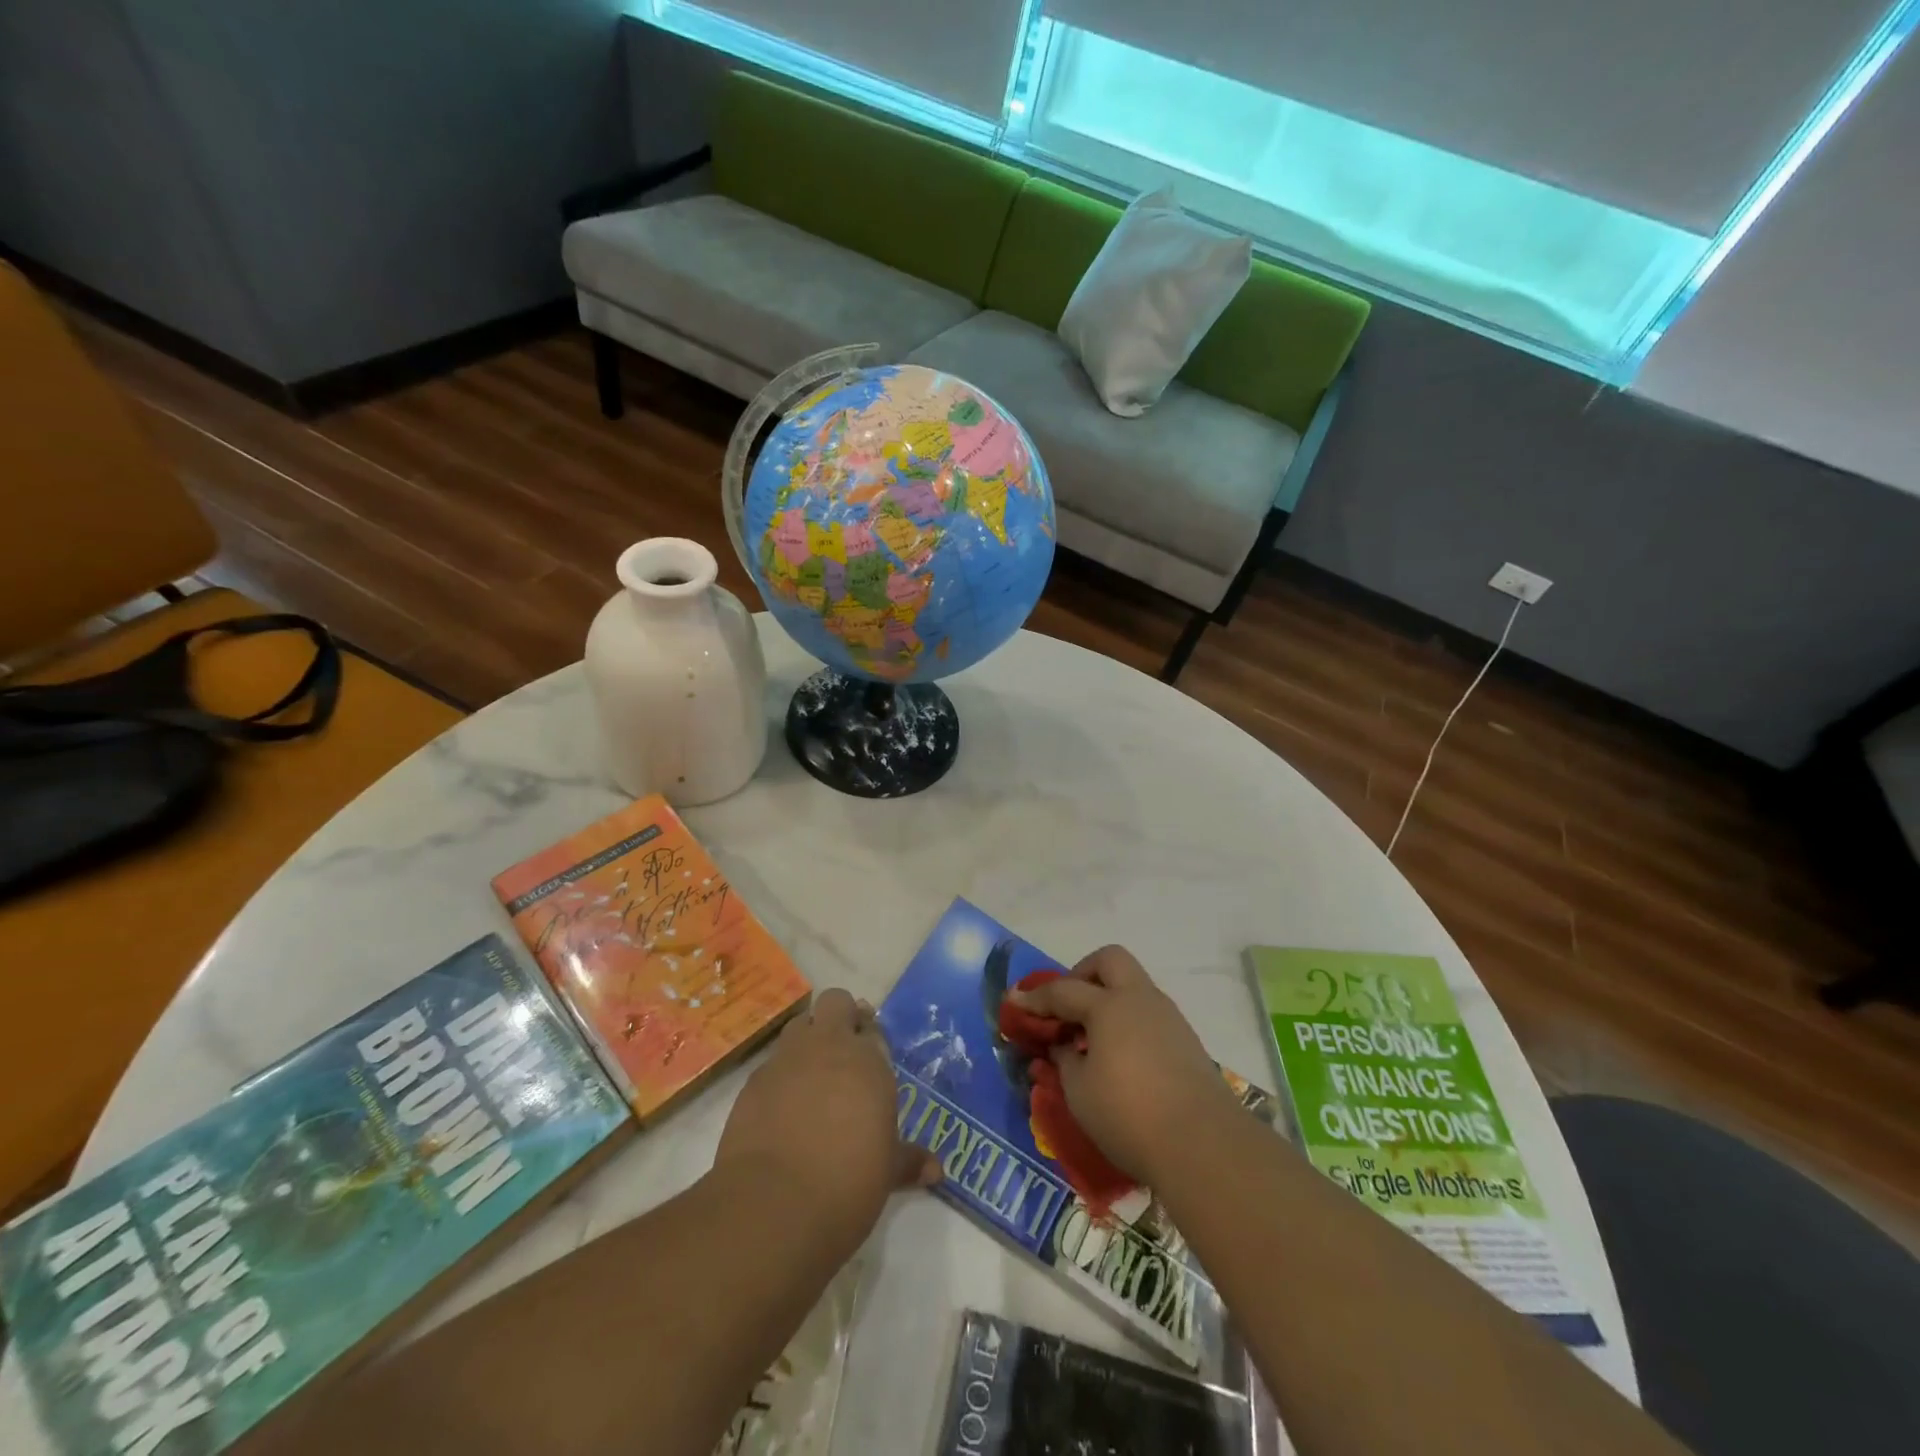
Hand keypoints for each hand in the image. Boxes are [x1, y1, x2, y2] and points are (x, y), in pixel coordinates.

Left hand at [714, 988, 939, 1259]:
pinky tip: (783, 1108)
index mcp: (868, 1060)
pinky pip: (772, 1063)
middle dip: (841, 1016)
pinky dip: (780, 1075)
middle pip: (836, 1002)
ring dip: (808, 1039)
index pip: (873, 1028)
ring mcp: (787, 1060)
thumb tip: (936, 1170)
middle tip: (845, 1050)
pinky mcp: (753, 1082)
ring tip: (813, 1076)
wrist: (774, 1204)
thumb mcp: (886, 1172)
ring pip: (800, 1024)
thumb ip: (908, 1161)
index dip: (872, 1039)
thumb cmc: (847, 1182)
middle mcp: (828, 1047)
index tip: (872, 1061)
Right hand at [1006, 946, 1237, 1184]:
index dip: (1035, 997)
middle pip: (1109, 960)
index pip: (1063, 991)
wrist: (1204, 1145)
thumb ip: (1066, 1061)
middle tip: (1067, 1004)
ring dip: (1108, 997)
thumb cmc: (1129, 1115)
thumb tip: (1064, 1046)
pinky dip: (1128, 1020)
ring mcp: (1168, 1018)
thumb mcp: (1079, 1092)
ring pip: (1134, 985)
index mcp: (1109, 1006)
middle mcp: (1140, 1000)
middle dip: (1082, 973)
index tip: (1014, 1001)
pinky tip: (1120, 1054)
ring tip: (1091, 1035)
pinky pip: (1149, 1013)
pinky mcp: (1186, 1041)